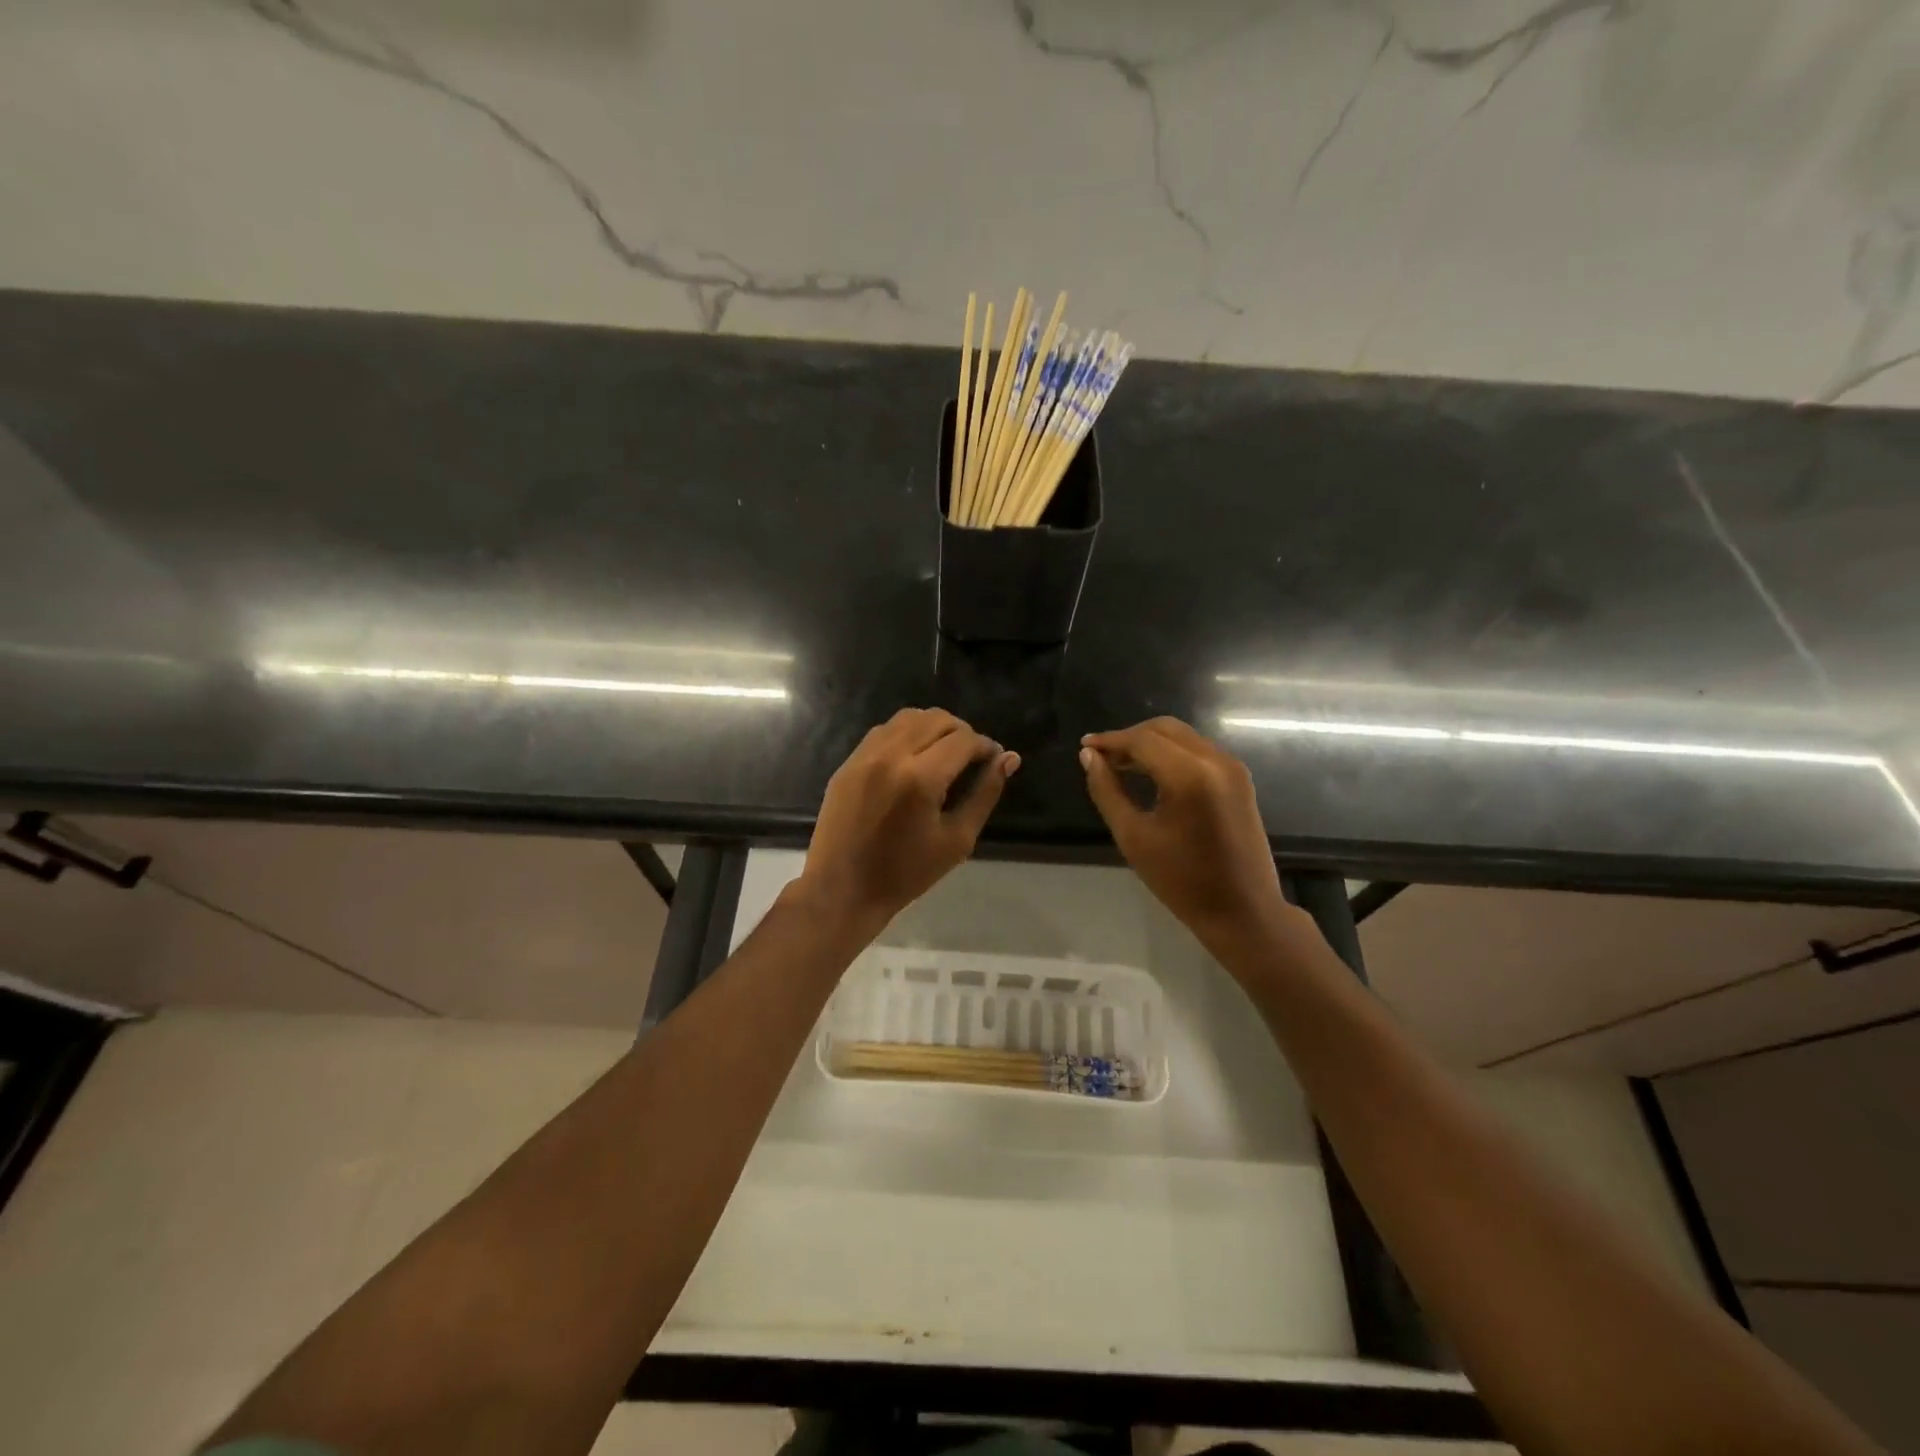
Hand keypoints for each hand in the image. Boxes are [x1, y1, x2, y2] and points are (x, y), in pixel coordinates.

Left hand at [798, 708, 1018, 933]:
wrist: (843, 890)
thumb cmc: (907, 874)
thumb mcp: (957, 839)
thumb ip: (985, 794)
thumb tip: (1009, 759)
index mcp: (921, 778)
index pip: (963, 740)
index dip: (985, 745)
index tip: (994, 759)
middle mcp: (891, 756)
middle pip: (936, 719)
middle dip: (962, 732)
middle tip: (972, 757)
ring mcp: (864, 756)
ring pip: (908, 717)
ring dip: (933, 727)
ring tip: (944, 753)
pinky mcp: (848, 763)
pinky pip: (883, 731)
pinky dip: (906, 734)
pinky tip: (914, 758)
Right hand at [1080, 717, 1286, 945]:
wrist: (1243, 911)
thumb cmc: (1182, 881)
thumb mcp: (1134, 837)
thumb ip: (1107, 791)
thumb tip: (1089, 757)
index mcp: (1190, 775)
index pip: (1141, 740)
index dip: (1110, 740)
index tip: (1084, 747)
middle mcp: (1215, 760)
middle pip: (1163, 729)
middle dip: (1129, 737)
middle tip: (1101, 758)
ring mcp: (1232, 767)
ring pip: (1182, 736)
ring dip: (1150, 744)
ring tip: (1120, 765)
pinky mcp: (1239, 778)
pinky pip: (1197, 750)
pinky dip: (1170, 753)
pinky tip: (1151, 773)